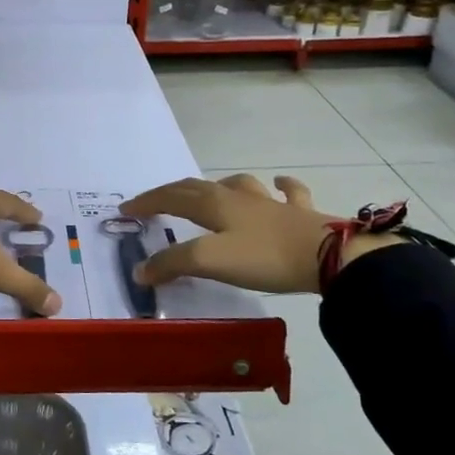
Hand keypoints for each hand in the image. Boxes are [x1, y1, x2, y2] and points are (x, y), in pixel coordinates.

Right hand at [121, 174, 402, 294]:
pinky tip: (280, 184)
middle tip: (154, 201)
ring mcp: (271, 202)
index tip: (125, 211)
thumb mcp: (211, 261)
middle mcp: (238, 197)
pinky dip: (282, 186)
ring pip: (238, 185)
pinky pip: (289, 192)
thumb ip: (173, 263)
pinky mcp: (300, 214)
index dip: (146, 202)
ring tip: (211, 191)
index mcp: (213, 204)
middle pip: (197, 188)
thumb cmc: (264, 256)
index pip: (170, 197)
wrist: (330, 256)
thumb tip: (140, 270)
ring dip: (219, 186)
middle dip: (171, 193)